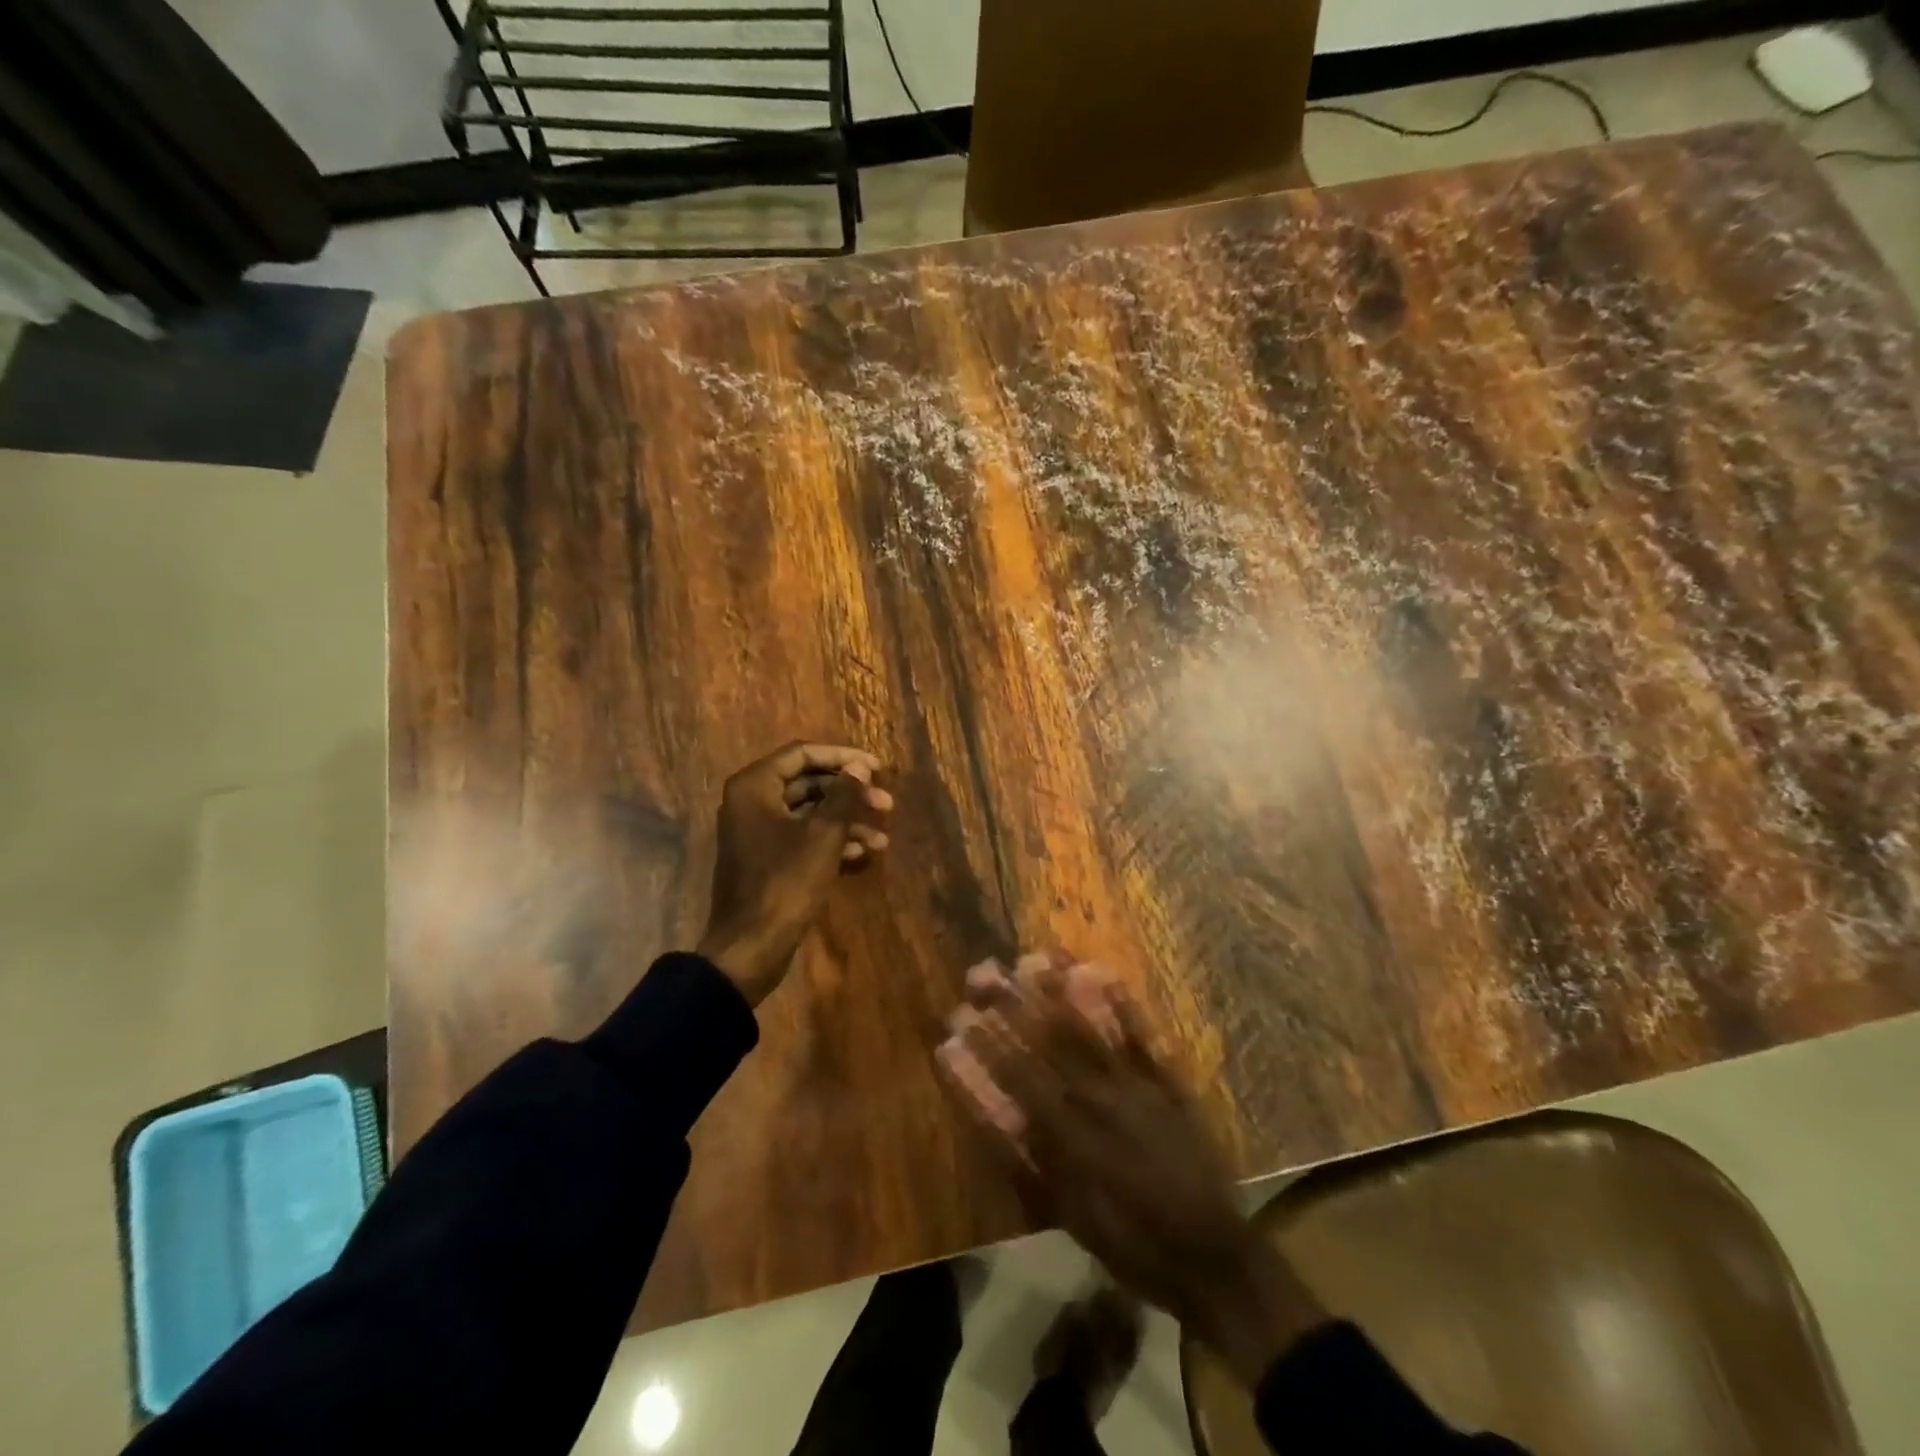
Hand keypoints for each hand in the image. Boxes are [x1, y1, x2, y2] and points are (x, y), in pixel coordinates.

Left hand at [696, 742, 892, 1005]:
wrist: (750, 947)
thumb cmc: (785, 883)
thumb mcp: (823, 836)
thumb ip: (844, 796)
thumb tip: (860, 768)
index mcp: (755, 786)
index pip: (802, 754)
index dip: (843, 757)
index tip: (877, 768)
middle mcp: (751, 802)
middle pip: (808, 783)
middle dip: (849, 793)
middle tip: (886, 804)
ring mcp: (758, 833)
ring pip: (809, 814)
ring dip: (847, 821)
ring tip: (883, 838)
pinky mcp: (767, 860)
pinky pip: (803, 838)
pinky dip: (832, 842)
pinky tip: (864, 855)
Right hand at [939, 957, 1325, 1385]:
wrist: (1207, 1253)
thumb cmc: (1126, 1238)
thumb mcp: (1062, 1209)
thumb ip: (1021, 1156)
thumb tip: (987, 1107)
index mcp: (1066, 1132)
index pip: (1016, 1074)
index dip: (985, 1043)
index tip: (959, 1013)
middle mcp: (1095, 1097)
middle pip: (1046, 1040)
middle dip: (1011, 1003)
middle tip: (982, 971)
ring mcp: (1133, 1084)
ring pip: (1089, 1027)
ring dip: (1058, 991)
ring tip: (1033, 958)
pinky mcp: (1166, 1080)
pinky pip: (1140, 1034)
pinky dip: (1120, 1002)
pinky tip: (1100, 972)